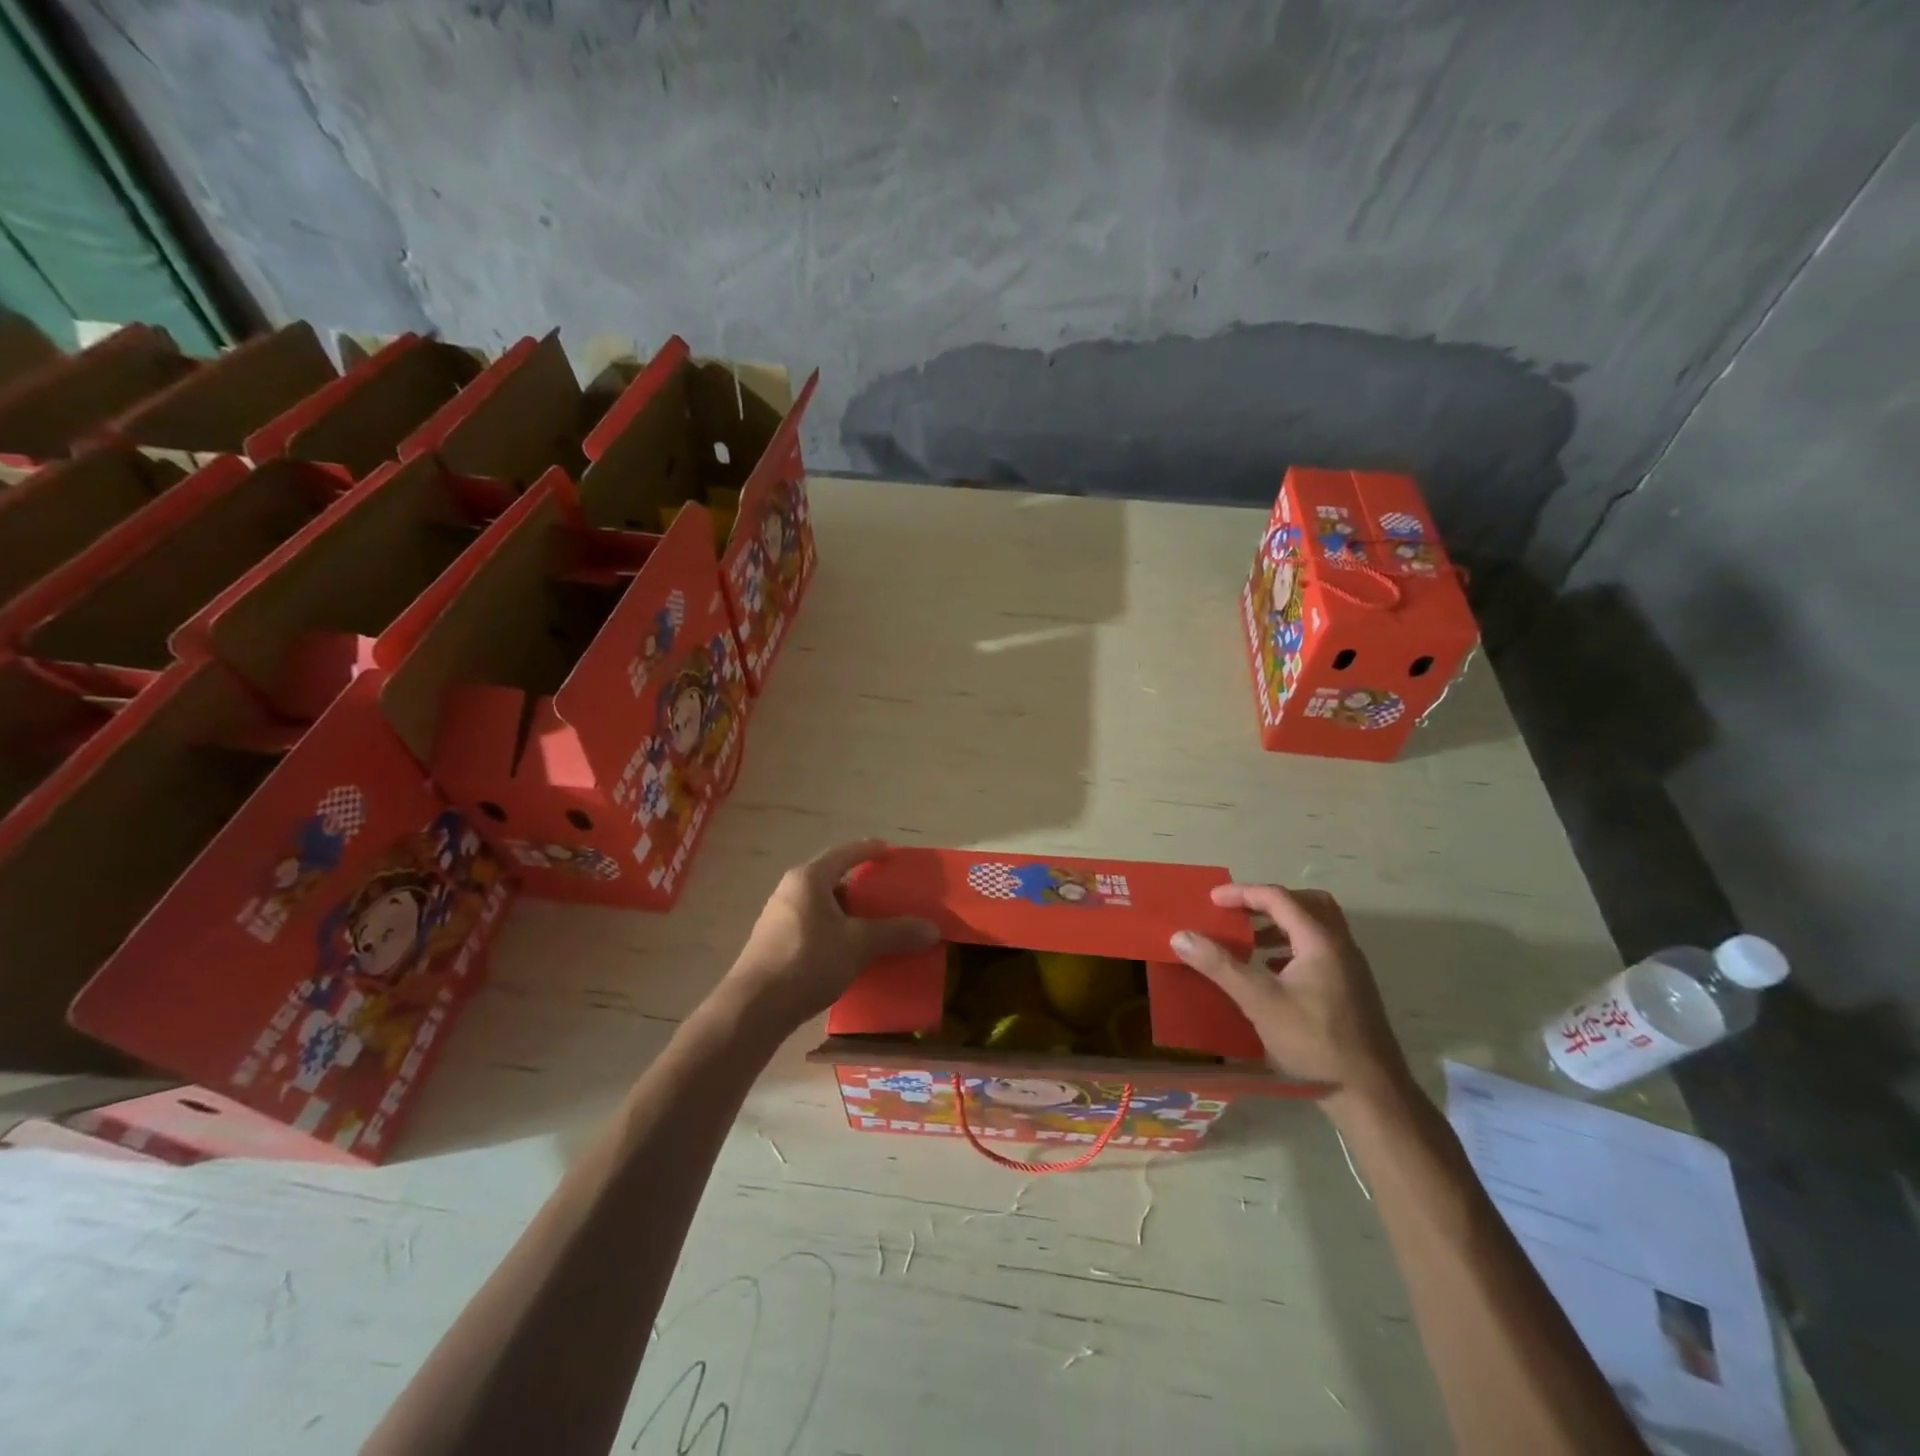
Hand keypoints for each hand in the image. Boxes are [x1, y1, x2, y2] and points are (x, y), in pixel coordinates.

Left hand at [721, 839, 939, 1030]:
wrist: (754, 1009)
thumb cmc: (807, 961)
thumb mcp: (858, 945)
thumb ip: (896, 933)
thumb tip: (933, 929)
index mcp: (809, 878)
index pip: (845, 853)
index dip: (870, 850)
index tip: (890, 852)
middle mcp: (791, 891)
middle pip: (834, 880)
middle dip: (863, 888)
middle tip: (890, 896)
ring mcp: (779, 919)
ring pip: (823, 907)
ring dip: (849, 914)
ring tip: (875, 927)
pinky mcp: (775, 946)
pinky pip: (814, 928)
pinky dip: (835, 933)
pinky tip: (850, 953)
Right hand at [1170, 883, 1413, 1111]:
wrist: (1371, 1092)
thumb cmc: (1314, 1040)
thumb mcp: (1259, 1001)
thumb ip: (1220, 965)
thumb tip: (1180, 936)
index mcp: (1320, 940)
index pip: (1278, 898)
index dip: (1243, 893)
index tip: (1212, 900)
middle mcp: (1340, 945)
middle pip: (1306, 903)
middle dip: (1269, 902)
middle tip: (1240, 913)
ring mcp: (1350, 967)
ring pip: (1316, 927)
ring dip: (1282, 925)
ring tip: (1251, 943)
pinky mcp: (1352, 989)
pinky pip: (1320, 949)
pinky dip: (1293, 947)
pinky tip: (1273, 973)